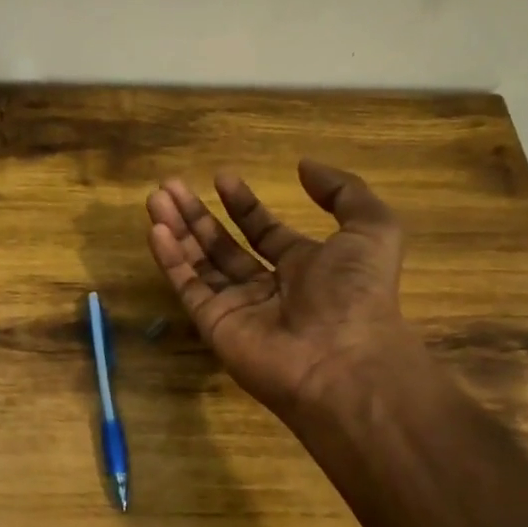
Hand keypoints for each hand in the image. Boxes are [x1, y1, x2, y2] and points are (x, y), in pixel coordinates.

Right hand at [145, 160, 413, 421]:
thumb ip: (343, 191)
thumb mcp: (372, 228)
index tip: (222, 178)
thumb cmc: (357, 292)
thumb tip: (304, 165)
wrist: (342, 361)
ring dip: (177, 230)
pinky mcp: (214, 325)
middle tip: (171, 186)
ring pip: (199, 263)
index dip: (243, 205)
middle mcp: (267, 287)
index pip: (263, 232)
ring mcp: (237, 308)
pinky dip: (170, 259)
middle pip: (223, 246)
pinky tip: (156, 229)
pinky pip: (187, 287)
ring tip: (155, 198)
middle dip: (197, 215)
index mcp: (304, 266)